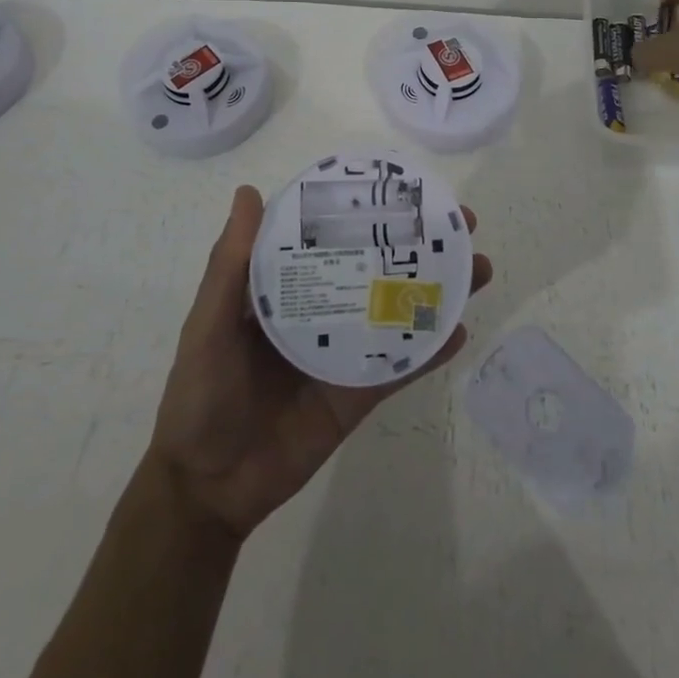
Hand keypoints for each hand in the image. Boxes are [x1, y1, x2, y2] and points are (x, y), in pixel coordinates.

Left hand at [148, 186, 492, 540]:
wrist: (209, 487)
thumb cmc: (201, 394)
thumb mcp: (210, 322)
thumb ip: (230, 264)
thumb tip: (250, 192)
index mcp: (287, 287)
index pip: (334, 236)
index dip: (369, 211)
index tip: (406, 190)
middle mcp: (323, 310)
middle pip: (378, 268)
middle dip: (420, 246)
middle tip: (462, 225)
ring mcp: (345, 351)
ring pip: (399, 311)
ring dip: (438, 290)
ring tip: (477, 268)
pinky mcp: (359, 393)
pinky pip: (401, 367)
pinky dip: (430, 350)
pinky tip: (460, 330)